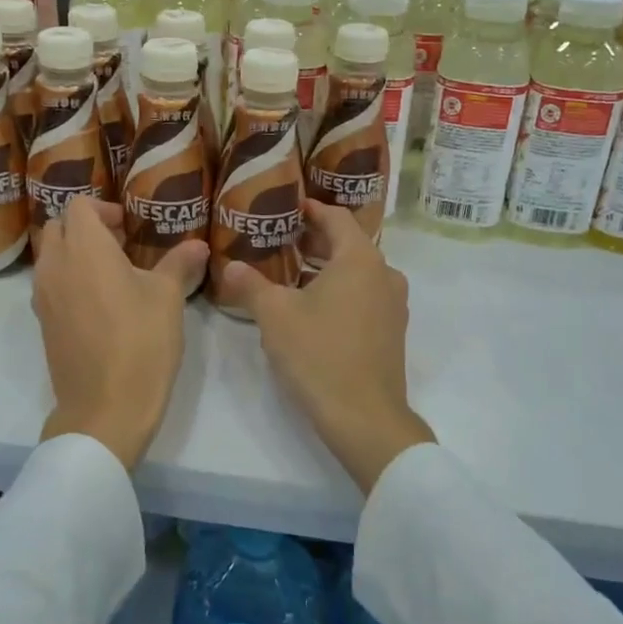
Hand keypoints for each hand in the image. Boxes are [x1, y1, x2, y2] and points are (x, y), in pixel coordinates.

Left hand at [31, 198, 207, 470]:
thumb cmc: (141, 343)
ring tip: (111, 274)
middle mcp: (55, 265)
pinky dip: (68, 279)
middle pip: (58, 226)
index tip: (129, 227)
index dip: (104, 208)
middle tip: (120, 245)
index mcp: (85, 249)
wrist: (105, 408)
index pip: (79, 205)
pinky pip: (49, 284)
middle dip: (85, 227)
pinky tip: (99, 302)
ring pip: (50, 255)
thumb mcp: (168, 298)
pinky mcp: (43, 322)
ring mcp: (43, 296)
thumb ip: (179, 263)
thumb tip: (198, 244)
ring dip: (74, 253)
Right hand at [222, 202, 434, 494]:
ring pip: (358, 272)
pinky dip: (341, 290)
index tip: (289, 206)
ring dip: (327, 268)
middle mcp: (384, 274)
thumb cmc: (319, 354)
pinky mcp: (392, 331)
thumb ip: (250, 285)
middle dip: (315, 240)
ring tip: (292, 272)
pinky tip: (314, 307)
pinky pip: (365, 295)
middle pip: (348, 244)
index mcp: (360, 259)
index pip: (336, 218)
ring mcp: (393, 304)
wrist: (364, 417)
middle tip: (282, 239)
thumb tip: (229, 266)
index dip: (311, 209)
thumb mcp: (275, 316)